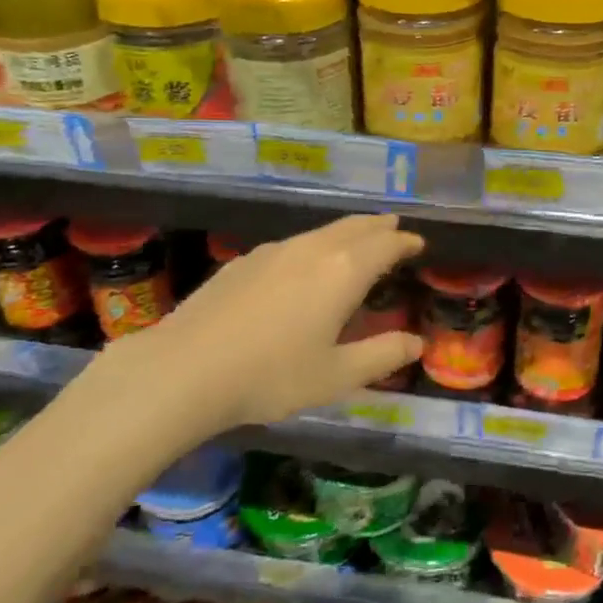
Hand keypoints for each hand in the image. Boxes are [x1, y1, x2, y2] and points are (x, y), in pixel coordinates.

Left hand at [138, 214, 424, 428]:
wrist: (185, 369)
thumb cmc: (271, 376)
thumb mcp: (336, 376)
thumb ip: (381, 356)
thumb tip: (417, 343)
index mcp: (342, 272)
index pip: (384, 245)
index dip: (404, 242)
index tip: (418, 242)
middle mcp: (311, 250)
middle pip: (353, 227)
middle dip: (378, 226)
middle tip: (394, 226)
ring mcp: (273, 251)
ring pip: (321, 231)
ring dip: (347, 232)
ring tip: (357, 239)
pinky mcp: (243, 261)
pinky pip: (293, 244)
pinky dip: (315, 244)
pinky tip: (304, 263)